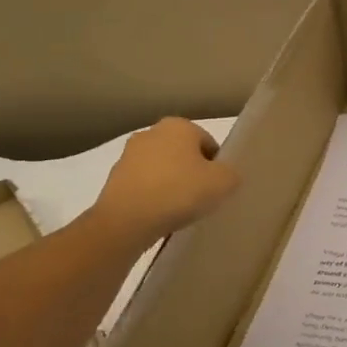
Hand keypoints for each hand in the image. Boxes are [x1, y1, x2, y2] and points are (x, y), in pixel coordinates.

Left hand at [90, 118, 239, 248]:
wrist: (126, 220)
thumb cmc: (179, 192)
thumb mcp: (223, 183)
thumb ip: (231, 174)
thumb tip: (226, 176)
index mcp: (179, 125)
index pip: (208, 143)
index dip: (216, 166)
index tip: (216, 188)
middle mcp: (151, 132)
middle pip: (183, 154)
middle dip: (192, 173)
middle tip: (200, 199)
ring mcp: (129, 155)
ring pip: (162, 169)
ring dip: (171, 184)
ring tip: (179, 210)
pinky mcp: (114, 178)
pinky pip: (144, 185)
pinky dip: (153, 196)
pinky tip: (159, 215)